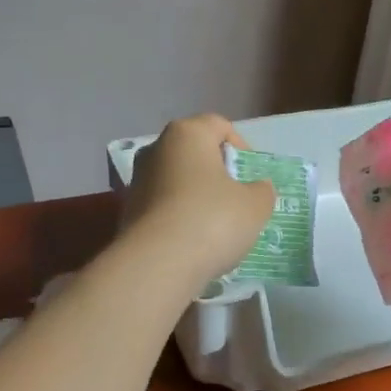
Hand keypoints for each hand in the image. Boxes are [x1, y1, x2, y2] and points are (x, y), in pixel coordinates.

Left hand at [123, 114, 274, 286]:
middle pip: (195, 152)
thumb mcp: (255, 205)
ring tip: (216, 226)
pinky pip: (163, 206)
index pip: (220, 126)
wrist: (156, 264)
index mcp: (187, 133)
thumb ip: (262, 190)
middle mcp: (157, 148)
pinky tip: (193, 242)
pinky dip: (179, 217)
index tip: (251, 176)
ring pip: (177, 180)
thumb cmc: (212, 219)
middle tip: (237, 199)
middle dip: (217, 172)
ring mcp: (137, 180)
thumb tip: (257, 188)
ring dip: (197, 196)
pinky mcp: (127, 211)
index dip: (241, 147)